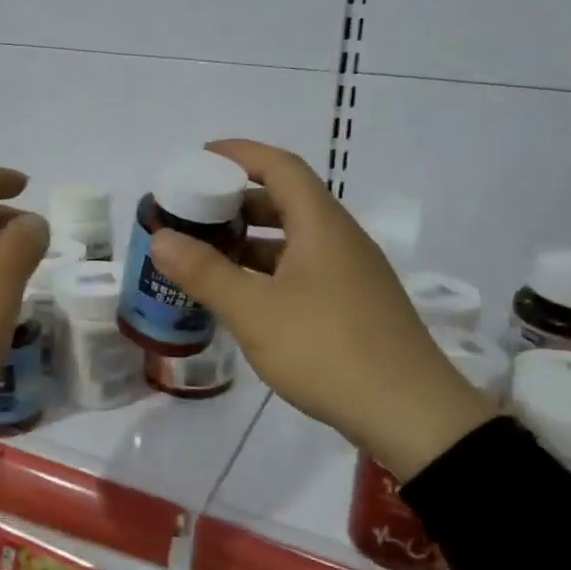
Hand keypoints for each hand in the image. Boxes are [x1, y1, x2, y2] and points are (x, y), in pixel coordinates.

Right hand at [148, 140, 494, 480]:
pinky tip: (244, 297)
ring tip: (208, 255)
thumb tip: (160, 238)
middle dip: (237, 201)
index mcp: (321, 225)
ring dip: (251, 240)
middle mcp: (340, 239)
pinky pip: (304, 270)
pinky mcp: (354, 305)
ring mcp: (352, 273)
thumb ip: (205, 272)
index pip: (280, 166)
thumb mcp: (255, 311)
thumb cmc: (327, 350)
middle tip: (194, 213)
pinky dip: (269, 271)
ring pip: (295, 240)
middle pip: (286, 200)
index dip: (239, 154)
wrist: (410, 415)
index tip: (200, 159)